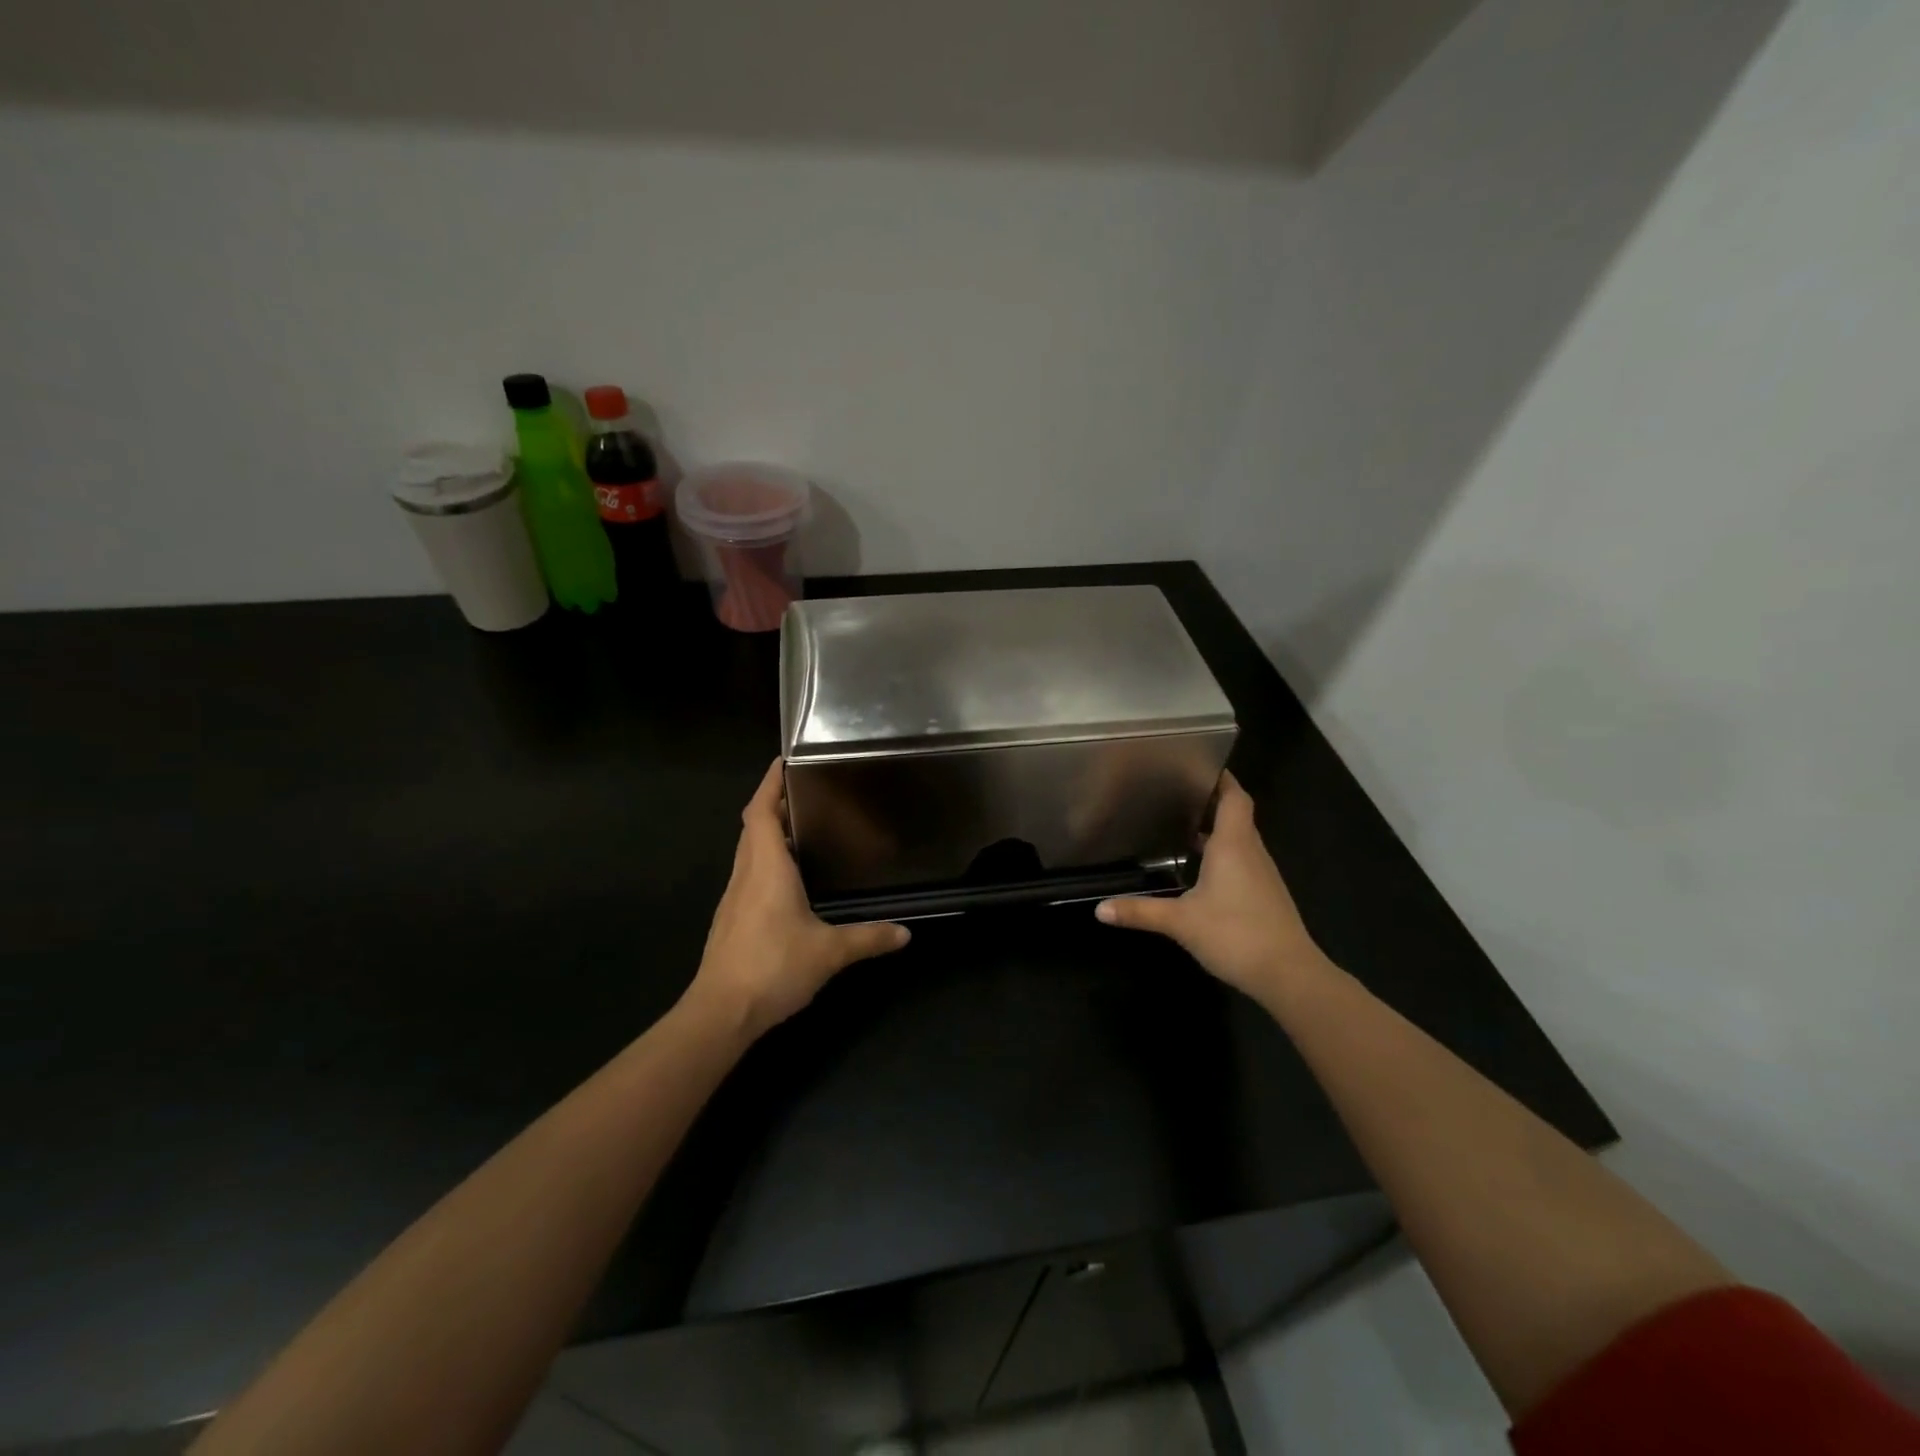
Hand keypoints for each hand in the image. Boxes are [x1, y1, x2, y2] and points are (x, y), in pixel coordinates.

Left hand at [687, 758, 909, 1039]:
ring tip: (802, 826)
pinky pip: (749, 874)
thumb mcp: (829, 952)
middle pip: (753, 826)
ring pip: (749, 851)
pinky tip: (788, 878)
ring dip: (768, 832)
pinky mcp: (731, 919)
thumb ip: (868, 938)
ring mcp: (734, 898)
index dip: (769, 784)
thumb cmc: (773, 967)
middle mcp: (746, 874)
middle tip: (804, 790)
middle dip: (773, 803)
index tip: (782, 761)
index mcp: (766, 868)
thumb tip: (906, 933)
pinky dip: (765, 860)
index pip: (761, 812)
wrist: (721, 1013)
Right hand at [1096, 771, 1328, 1005]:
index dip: (1222, 778)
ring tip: (1183, 825)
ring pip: (1240, 839)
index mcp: (1233, 844)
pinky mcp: (1264, 895)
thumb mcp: (1180, 922)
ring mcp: (1262, 875)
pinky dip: (1224, 854)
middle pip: (1236, 814)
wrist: (1289, 975)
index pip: (1234, 797)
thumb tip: (1099, 910)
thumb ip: (1140, 911)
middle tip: (1177, 793)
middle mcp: (1251, 852)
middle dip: (1211, 801)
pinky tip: (1201, 869)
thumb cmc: (1235, 934)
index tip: (1199, 763)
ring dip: (1217, 829)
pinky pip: (1243, 861)